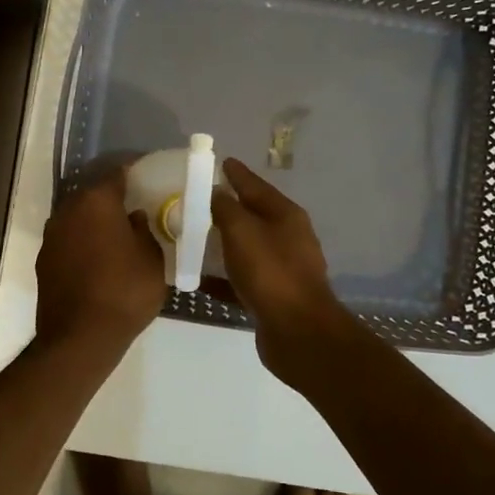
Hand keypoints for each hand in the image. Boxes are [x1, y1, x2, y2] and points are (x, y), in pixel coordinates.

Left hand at [35, 164, 164, 358]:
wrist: (79, 338)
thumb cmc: (124, 292)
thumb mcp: (151, 260)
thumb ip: (143, 231)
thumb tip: (133, 218)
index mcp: (97, 202)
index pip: (117, 175)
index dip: (133, 175)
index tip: (147, 179)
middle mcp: (69, 211)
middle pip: (93, 196)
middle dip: (112, 200)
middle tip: (134, 209)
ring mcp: (52, 236)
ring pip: (78, 219)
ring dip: (94, 223)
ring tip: (117, 236)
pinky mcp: (44, 261)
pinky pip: (69, 241)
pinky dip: (82, 244)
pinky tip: (98, 260)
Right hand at [211, 158, 360, 382]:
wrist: (298, 332)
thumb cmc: (270, 272)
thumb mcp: (242, 231)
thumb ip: (226, 207)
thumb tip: (217, 191)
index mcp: (286, 215)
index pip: (256, 185)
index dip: (237, 173)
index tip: (220, 161)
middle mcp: (288, 237)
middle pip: (253, 215)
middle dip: (229, 206)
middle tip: (199, 199)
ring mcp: (283, 267)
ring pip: (248, 246)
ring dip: (224, 241)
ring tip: (195, 235)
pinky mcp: (274, 295)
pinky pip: (243, 277)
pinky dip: (224, 274)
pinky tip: (200, 277)